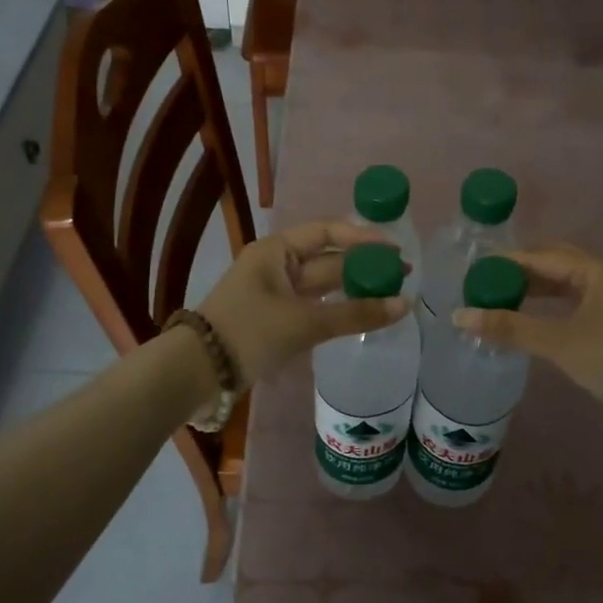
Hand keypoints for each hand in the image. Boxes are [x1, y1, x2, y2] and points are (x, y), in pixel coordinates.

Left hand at [199, 220, 408, 385]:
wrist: (198, 372)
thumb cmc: (249, 332)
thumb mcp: (304, 321)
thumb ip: (355, 313)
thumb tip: (404, 305)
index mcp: (277, 250)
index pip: (327, 231)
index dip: (362, 238)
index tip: (394, 249)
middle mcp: (276, 264)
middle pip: (328, 258)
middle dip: (363, 266)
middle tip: (402, 275)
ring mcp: (275, 292)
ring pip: (322, 284)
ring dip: (353, 288)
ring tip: (390, 294)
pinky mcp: (276, 318)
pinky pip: (314, 306)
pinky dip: (338, 309)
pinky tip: (362, 314)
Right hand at [454, 244, 602, 441]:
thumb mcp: (560, 343)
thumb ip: (510, 328)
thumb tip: (459, 316)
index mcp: (594, 271)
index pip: (540, 256)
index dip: (506, 262)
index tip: (473, 271)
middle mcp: (602, 279)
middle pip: (553, 265)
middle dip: (518, 272)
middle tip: (483, 284)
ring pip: (562, 287)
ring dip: (532, 292)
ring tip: (497, 302)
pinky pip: (570, 307)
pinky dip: (546, 311)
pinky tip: (528, 324)